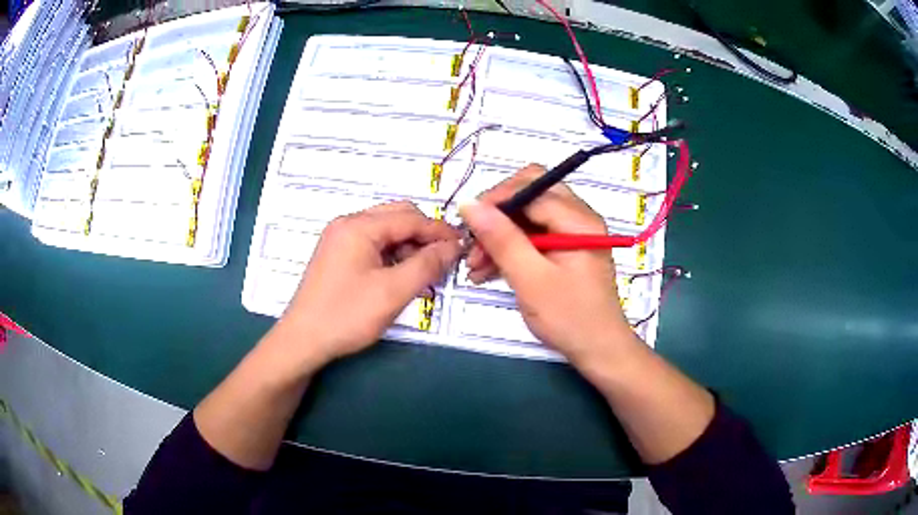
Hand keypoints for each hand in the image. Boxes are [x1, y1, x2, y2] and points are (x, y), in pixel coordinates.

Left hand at [278, 201, 460, 366]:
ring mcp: (340, 239)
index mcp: (358, 226)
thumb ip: (427, 265)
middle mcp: (348, 224)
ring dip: (409, 246)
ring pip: (386, 231)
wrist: (303, 340)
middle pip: (397, 217)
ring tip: (425, 273)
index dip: (439, 231)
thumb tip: (452, 247)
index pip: (410, 218)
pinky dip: (392, 255)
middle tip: (444, 259)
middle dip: (424, 236)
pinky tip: (402, 276)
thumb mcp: (393, 292)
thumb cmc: (346, 315)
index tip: (462, 247)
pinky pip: (373, 245)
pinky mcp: (338, 255)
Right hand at [459, 165, 633, 364]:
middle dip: (497, 216)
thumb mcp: (531, 279)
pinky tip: (488, 271)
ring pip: (527, 217)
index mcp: (578, 220)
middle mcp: (578, 218)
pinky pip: (532, 236)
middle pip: (529, 196)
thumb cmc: (570, 317)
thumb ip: (502, 239)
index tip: (468, 224)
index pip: (531, 187)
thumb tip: (470, 204)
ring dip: (499, 235)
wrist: (599, 351)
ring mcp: (573, 234)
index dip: (495, 200)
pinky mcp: (565, 250)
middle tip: (473, 243)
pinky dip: (510, 249)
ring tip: (474, 266)